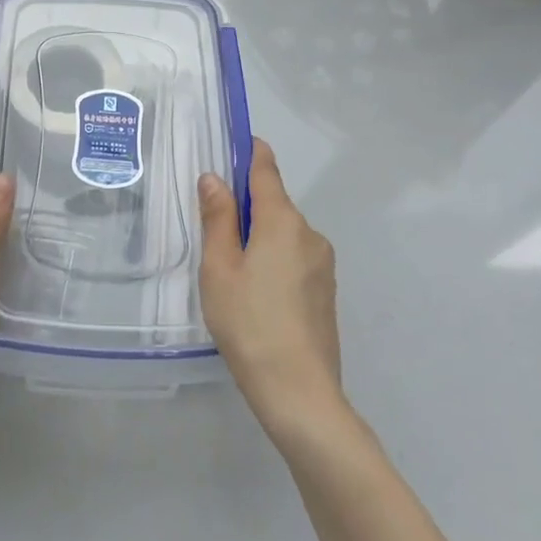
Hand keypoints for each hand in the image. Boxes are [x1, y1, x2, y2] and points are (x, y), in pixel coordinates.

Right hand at [197, 139, 343, 433]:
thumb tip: (214, 178)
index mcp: (282, 220)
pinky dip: (274, 260)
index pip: (266, 169)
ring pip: (285, 234)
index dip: (249, 152)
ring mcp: (323, 264)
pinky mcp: (327, 291)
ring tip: (232, 272)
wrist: (300, 395)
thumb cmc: (250, 323)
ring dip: (260, 237)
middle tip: (214, 230)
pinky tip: (256, 295)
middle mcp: (309, 233)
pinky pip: (295, 258)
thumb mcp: (219, 268)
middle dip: (246, 206)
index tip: (233, 145)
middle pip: (274, 203)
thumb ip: (218, 218)